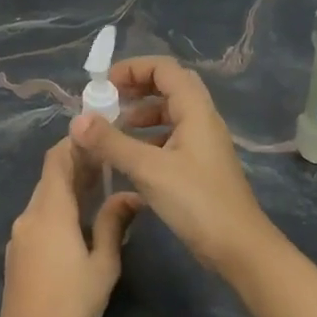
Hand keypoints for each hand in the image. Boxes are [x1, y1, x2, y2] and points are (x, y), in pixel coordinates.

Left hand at [0, 139, 143, 316]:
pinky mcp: (16, 254)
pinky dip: (56, 210)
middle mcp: (28, 216)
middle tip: (106, 162)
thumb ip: (113, 223)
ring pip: (43, 199)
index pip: (56, 160)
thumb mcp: (103, 263)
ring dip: (66, 189)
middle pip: (49, 178)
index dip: (74, 143)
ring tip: (97, 188)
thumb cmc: (74, 302)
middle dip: (75, 166)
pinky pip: (37, 219)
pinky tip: (76, 222)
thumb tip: (130, 195)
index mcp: (50, 211)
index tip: (96, 136)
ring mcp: (18, 236)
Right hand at [68, 56, 276, 275]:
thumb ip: (111, 143)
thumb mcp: (148, 169)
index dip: (133, 68)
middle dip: (136, 89)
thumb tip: (77, 120)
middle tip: (108, 103)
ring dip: (141, 116)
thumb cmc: (196, 202)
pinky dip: (148, 140)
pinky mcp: (199, 167)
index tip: (104, 85)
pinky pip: (171, 139)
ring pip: (169, 115)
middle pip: (168, 87)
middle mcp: (202, 120)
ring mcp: (203, 144)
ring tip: (113, 133)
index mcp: (196, 110)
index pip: (165, 69)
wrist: (238, 248)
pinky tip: (129, 160)